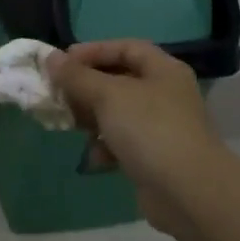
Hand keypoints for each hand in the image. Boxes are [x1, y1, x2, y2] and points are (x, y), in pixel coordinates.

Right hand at [49, 39, 231, 236]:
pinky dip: (106, 146)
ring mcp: (161, 127)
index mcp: (163, 70)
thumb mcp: (108, 95)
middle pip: (119, 80)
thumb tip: (51, 57)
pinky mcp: (154, 157)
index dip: (94, 50)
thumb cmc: (149, 130)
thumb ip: (77, 76)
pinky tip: (95, 158)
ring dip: (92, 118)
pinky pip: (123, 143)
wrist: (188, 192)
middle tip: (58, 94)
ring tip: (69, 124)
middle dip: (86, 87)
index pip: (126, 48)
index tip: (63, 62)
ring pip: (117, 113)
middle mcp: (165, 94)